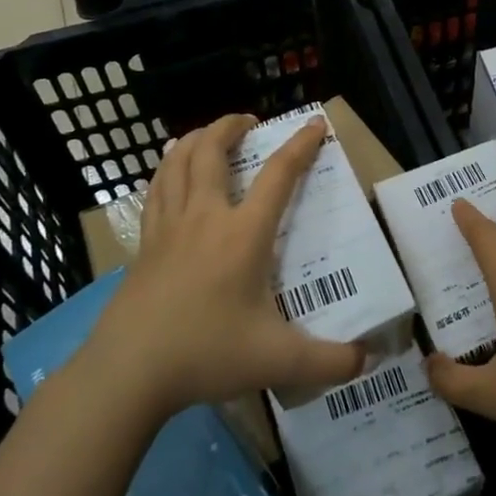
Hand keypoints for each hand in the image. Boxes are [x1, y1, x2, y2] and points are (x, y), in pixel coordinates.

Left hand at [82, 114, 363, 415]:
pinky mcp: (144, 245)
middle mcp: (205, 217)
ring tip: (208, 135)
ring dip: (194, 139)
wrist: (127, 373)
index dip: (300, 145)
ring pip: (176, 162)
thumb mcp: (277, 361)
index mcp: (243, 234)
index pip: (278, 175)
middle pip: (211, 151)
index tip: (315, 124)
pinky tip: (170, 174)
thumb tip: (369, 362)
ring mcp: (168, 228)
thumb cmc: (205, 354)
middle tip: (249, 121)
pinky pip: (156, 190)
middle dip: (230, 126)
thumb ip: (329, 362)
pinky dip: (166, 169)